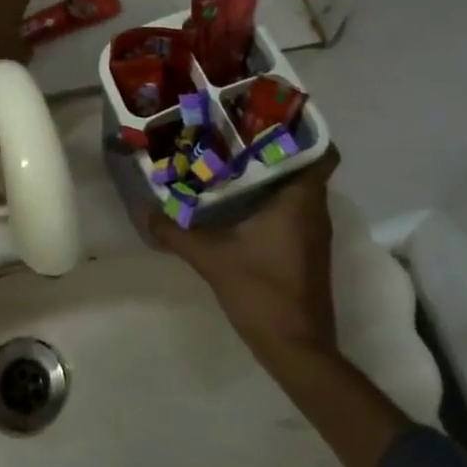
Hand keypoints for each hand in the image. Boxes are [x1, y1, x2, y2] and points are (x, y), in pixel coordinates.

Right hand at [149, 149, 341, 365]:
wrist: (298, 351)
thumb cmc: (263, 293)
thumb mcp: (212, 259)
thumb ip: (177, 232)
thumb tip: (145, 210)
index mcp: (300, 201)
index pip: (321, 152)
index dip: (303, 130)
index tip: (271, 115)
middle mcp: (314, 211)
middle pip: (305, 165)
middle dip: (276, 146)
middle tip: (239, 130)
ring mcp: (313, 234)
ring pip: (299, 188)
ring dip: (274, 173)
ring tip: (235, 157)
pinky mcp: (307, 252)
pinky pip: (295, 209)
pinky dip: (274, 198)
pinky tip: (241, 200)